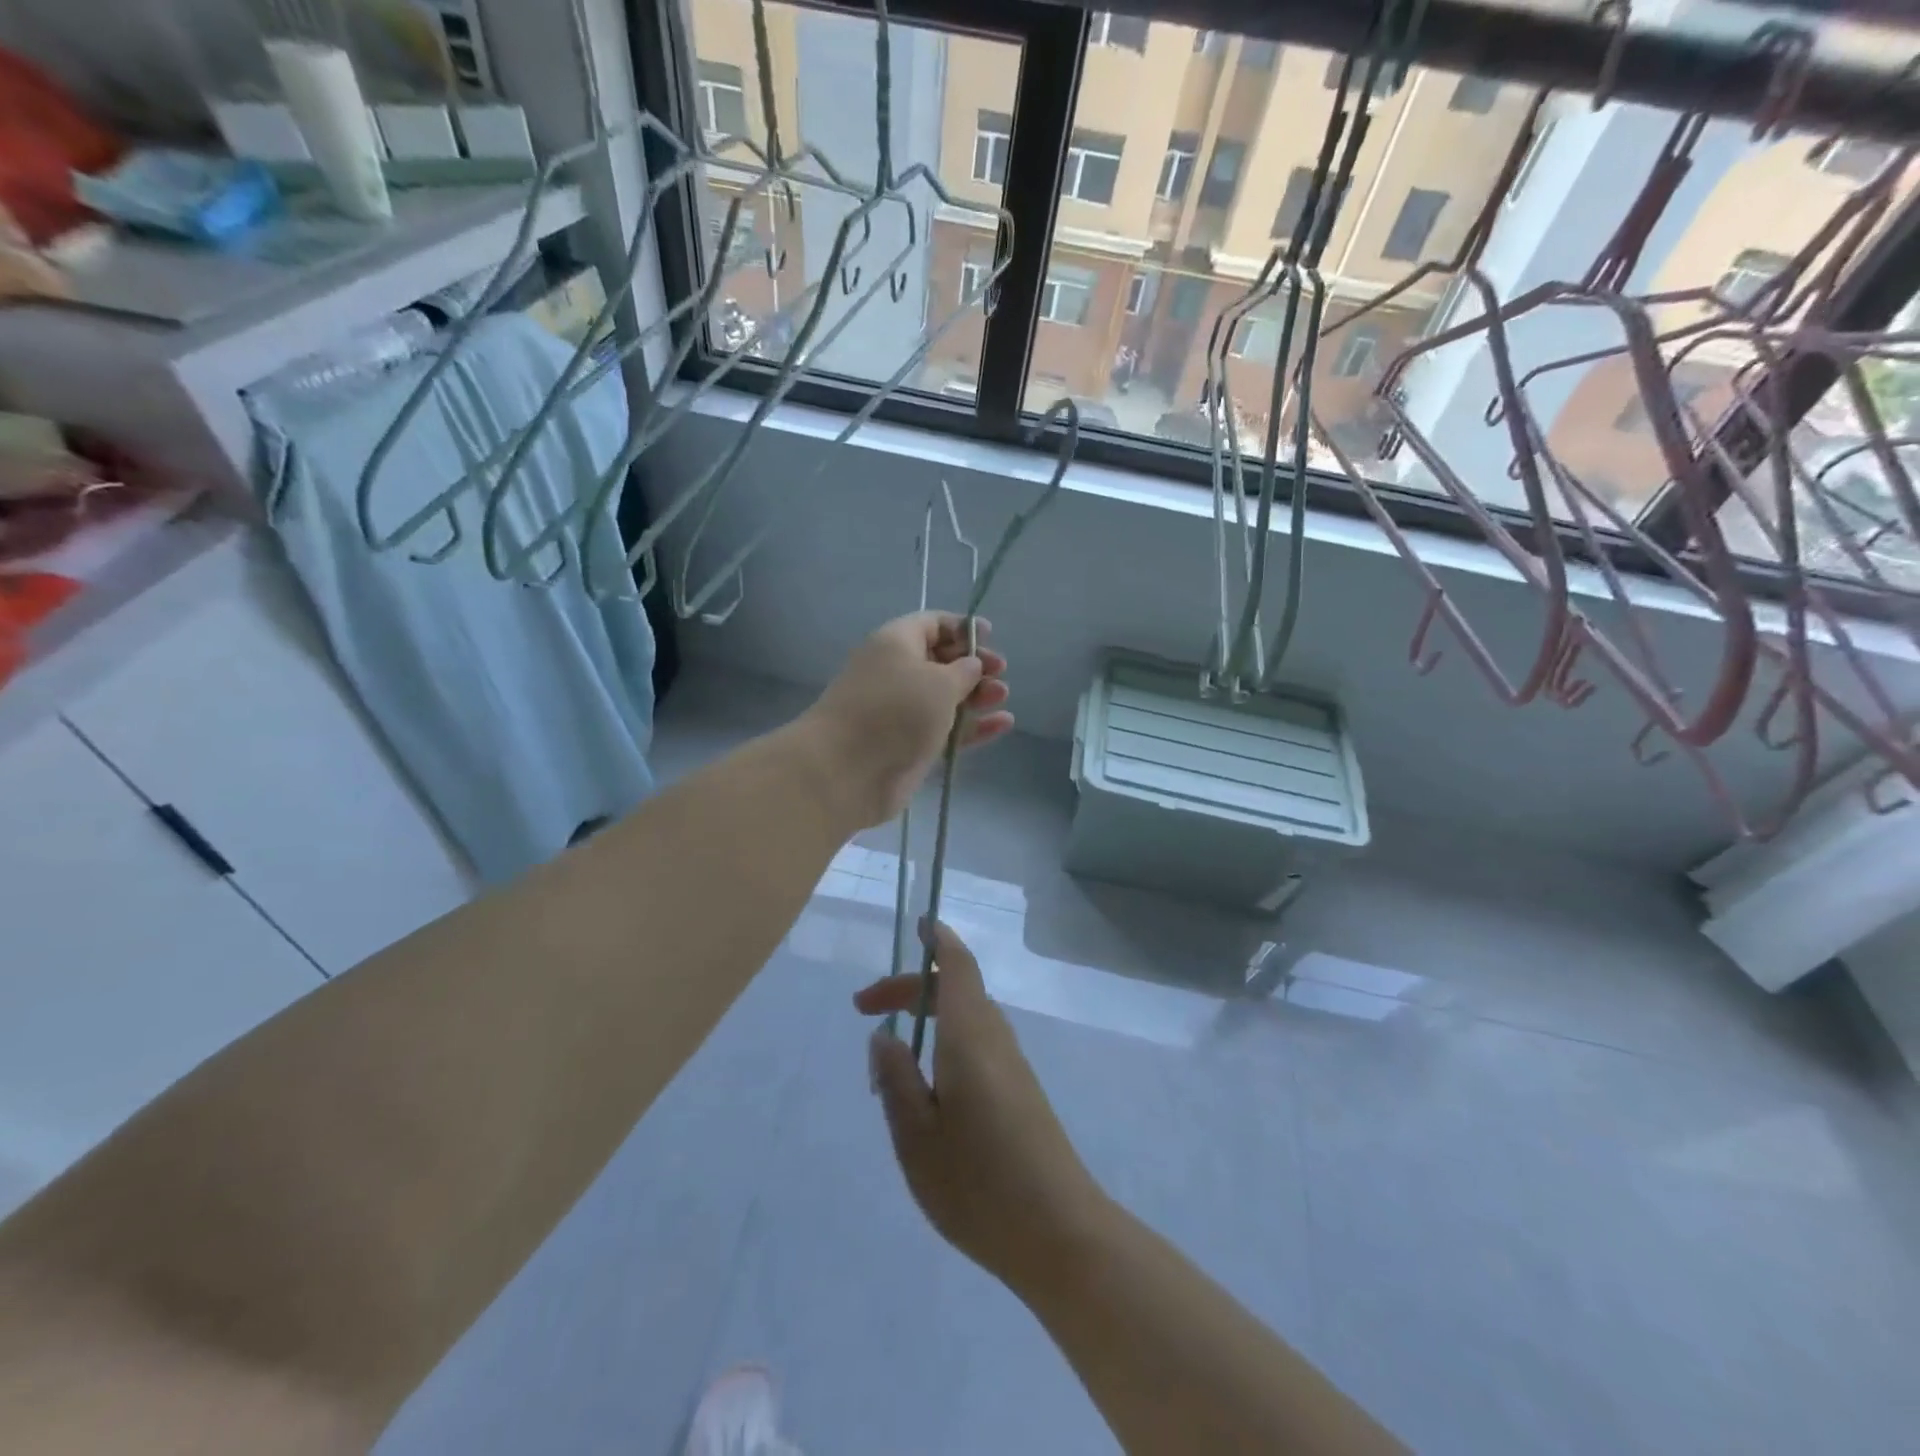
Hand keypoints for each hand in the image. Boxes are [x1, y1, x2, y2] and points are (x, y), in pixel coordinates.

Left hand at [799, 612, 1012, 828]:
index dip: (961, 627)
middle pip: (941, 661)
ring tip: (1002, 697)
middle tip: (1000, 673)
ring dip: (977, 695)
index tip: (989, 636)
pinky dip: (973, 726)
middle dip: (973, 664)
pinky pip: (947, 728)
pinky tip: (1003, 724)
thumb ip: (964, 671)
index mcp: (896, 643)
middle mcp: (897, 672)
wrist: (847, 769)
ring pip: (946, 697)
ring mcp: (903, 711)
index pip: (931, 624)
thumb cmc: (895, 711)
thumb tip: (972, 666)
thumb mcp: (939, 681)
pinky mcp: (910, 744)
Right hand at [855, 921, 1102, 1285]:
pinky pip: (977, 1047)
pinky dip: (944, 1046)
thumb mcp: (916, 1137)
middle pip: (955, 990)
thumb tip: (884, 1035)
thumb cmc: (979, 1183)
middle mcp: (995, 1039)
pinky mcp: (1021, 1093)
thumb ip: (896, 1079)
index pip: (957, 967)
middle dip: (910, 989)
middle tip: (865, 1011)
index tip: (917, 925)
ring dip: (926, 1021)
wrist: (1061, 1234)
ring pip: (966, 1019)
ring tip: (887, 1066)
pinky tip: (926, 1095)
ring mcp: (1013, 1066)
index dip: (938, 940)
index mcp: (970, 1036)